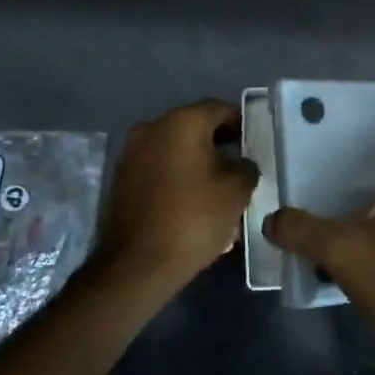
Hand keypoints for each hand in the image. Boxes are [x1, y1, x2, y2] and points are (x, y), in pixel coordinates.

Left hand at [93, 99, 258, 293]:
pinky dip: (176, 178)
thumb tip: (241, 164)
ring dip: (196, 163)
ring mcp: (131, 153)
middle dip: (218, 146)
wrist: (137, 264)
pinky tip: (190, 204)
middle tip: (238, 171)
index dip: (242, 126)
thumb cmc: (193, 219)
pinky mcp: (121, 178)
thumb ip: (246, 168)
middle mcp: (152, 127)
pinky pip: (157, 168)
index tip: (254, 148)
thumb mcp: (236, 192)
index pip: (220, 109)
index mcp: (182, 122)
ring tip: (215, 192)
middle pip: (195, 128)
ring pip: (174, 150)